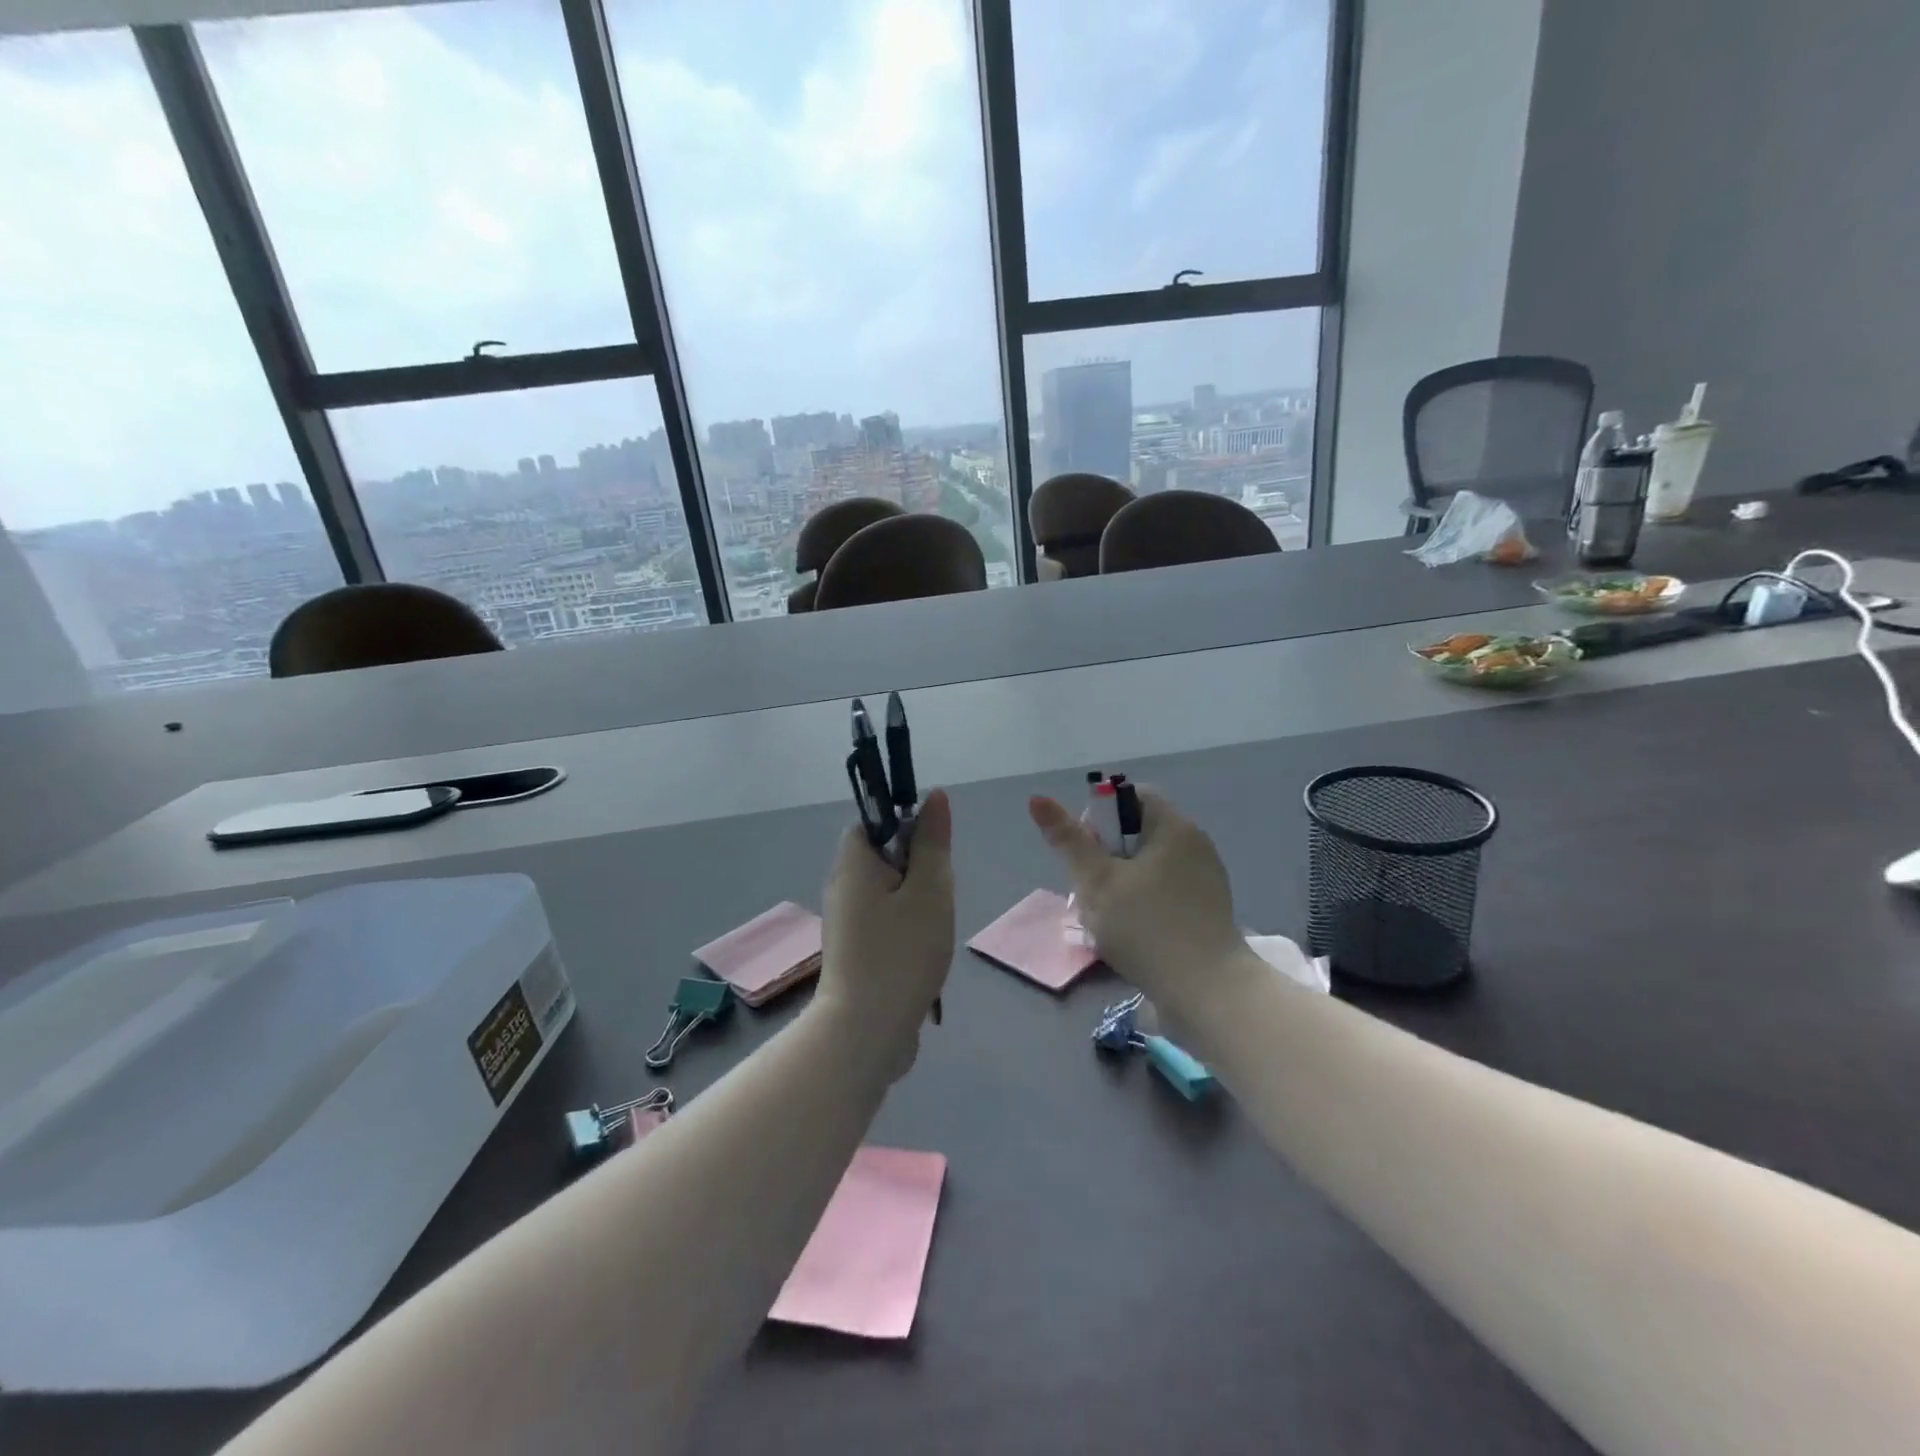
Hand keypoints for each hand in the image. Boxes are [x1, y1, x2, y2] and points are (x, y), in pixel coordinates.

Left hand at [818, 787, 954, 1078]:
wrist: (866, 1031)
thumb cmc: (901, 952)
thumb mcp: (929, 890)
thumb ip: (933, 842)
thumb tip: (934, 795)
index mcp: (853, 863)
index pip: (873, 821)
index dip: (906, 825)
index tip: (933, 851)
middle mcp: (842, 887)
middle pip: (883, 857)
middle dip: (918, 870)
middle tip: (938, 894)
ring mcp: (845, 923)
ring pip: (888, 892)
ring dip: (916, 903)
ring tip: (934, 927)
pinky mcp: (853, 952)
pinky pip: (883, 922)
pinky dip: (906, 929)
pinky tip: (923, 952)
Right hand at [1029, 786, 1252, 1026]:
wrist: (1208, 994)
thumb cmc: (1147, 927)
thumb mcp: (1097, 881)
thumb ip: (1068, 840)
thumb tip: (1037, 798)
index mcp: (1174, 827)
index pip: (1132, 796)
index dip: (1101, 816)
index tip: (1086, 852)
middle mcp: (1196, 845)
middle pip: (1138, 833)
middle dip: (1106, 856)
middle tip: (1090, 890)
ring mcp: (1206, 880)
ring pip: (1149, 866)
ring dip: (1121, 884)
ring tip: (1106, 917)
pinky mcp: (1208, 912)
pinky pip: (1166, 892)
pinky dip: (1144, 904)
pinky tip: (1131, 934)